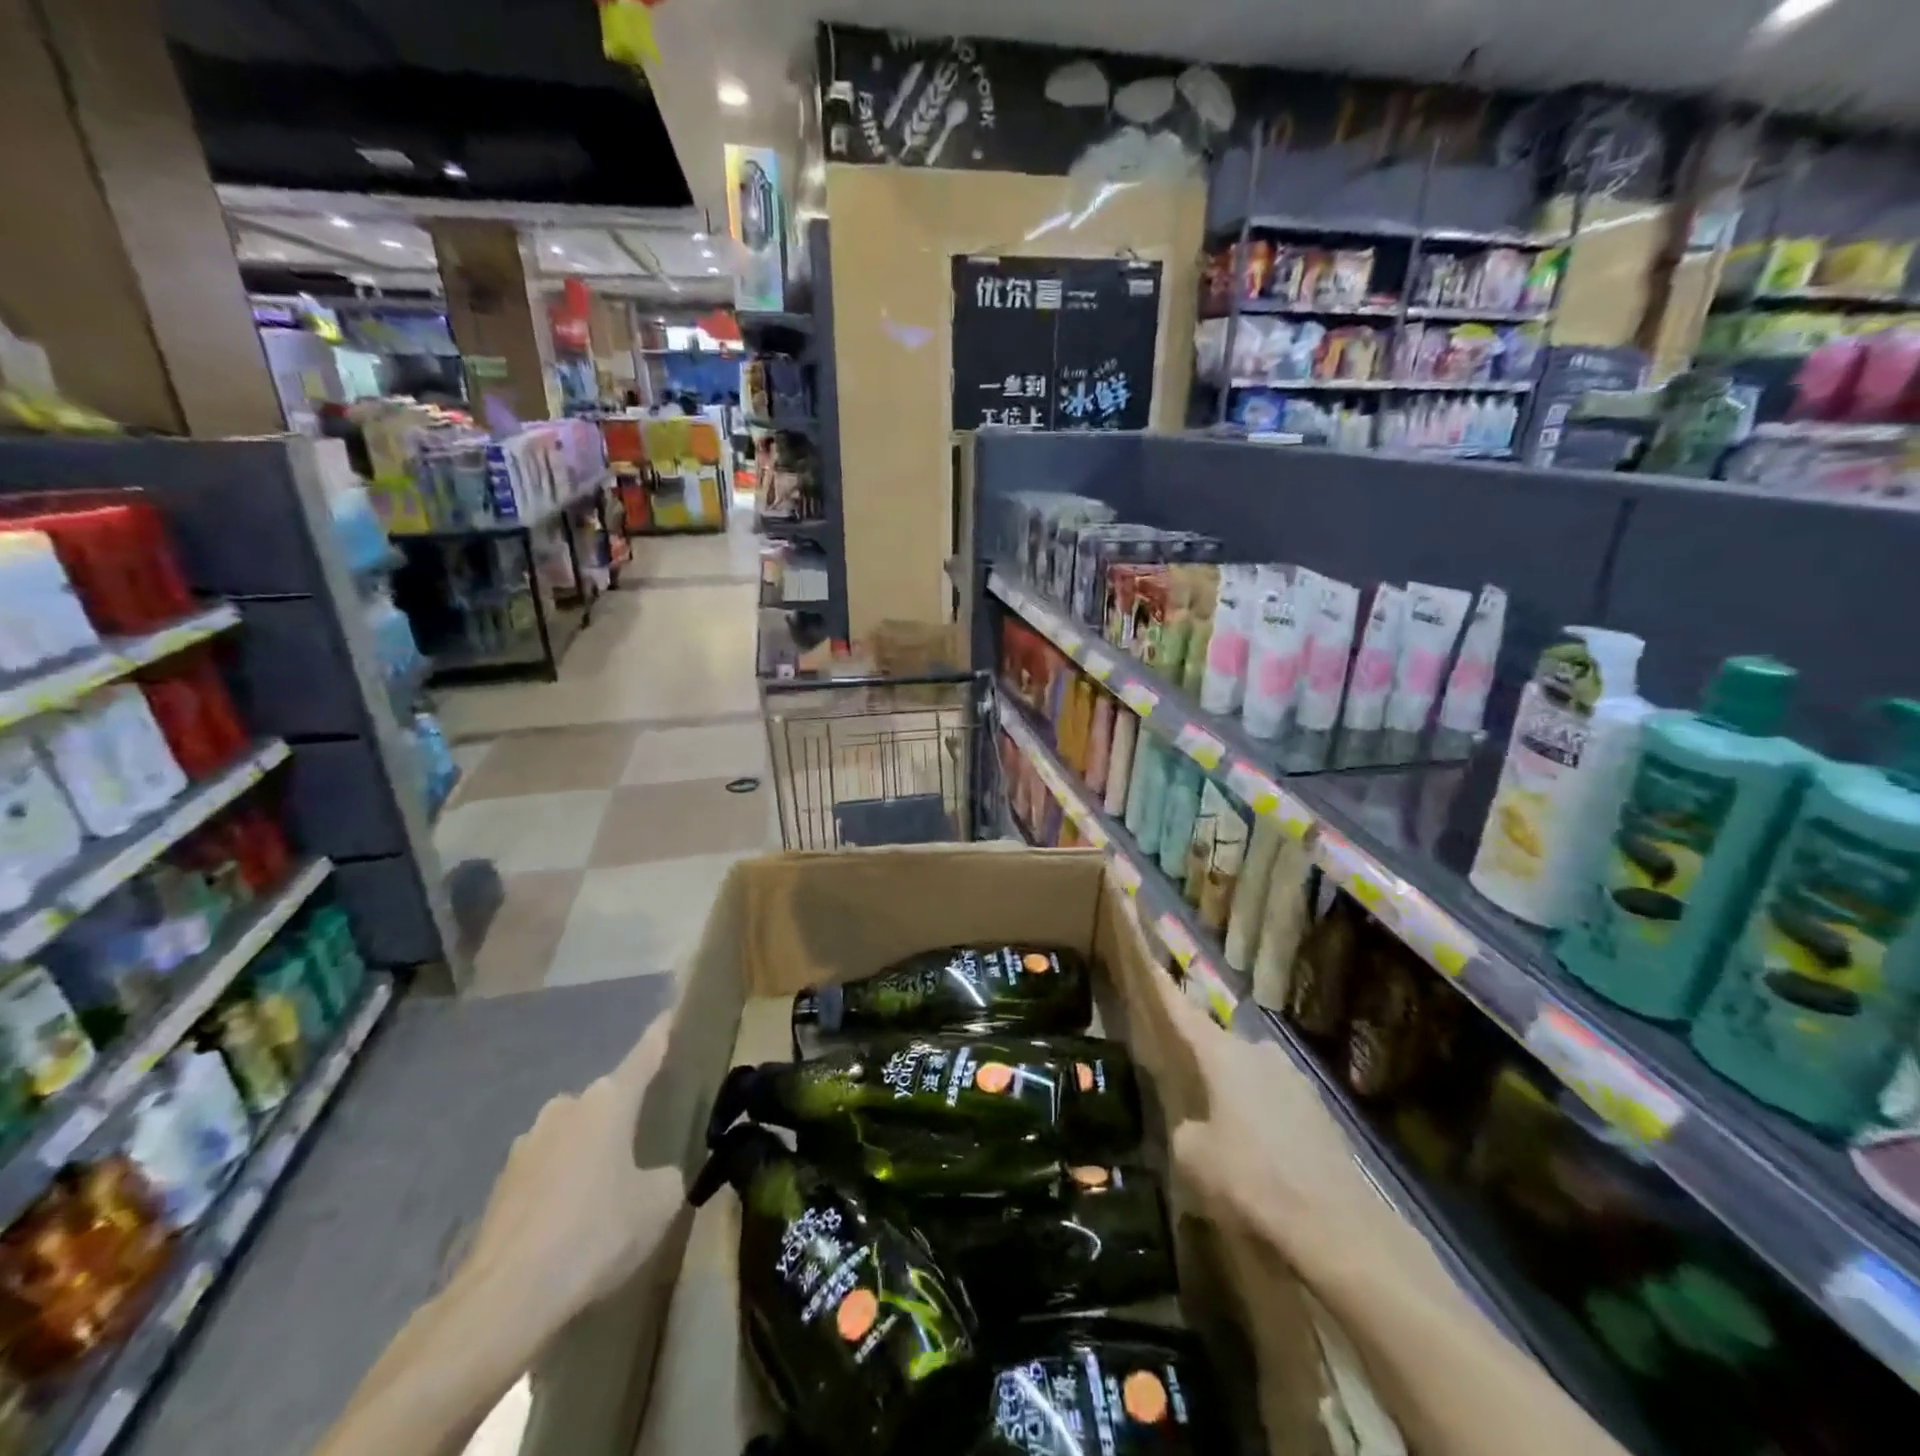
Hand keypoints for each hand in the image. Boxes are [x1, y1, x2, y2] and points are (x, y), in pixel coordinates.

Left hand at [460, 1012, 685, 1334]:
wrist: (504, 1299)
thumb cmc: (595, 1233)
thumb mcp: (658, 1203)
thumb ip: (665, 1176)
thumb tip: (653, 1176)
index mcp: (608, 1101)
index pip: (644, 1055)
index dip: (660, 1034)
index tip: (670, 1013)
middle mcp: (566, 1108)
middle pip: (605, 1101)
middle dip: (622, 1116)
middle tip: (642, 1143)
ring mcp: (526, 1146)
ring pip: (572, 1137)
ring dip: (588, 1154)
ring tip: (604, 1193)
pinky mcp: (501, 1186)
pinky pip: (546, 1172)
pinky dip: (561, 1187)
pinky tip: (569, 1225)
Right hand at [1138, 948, 1380, 1262]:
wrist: (1337, 1226)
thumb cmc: (1252, 1178)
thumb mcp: (1193, 1157)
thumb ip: (1185, 1130)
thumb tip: (1195, 1127)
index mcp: (1224, 1055)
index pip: (1184, 1013)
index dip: (1163, 988)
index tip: (1150, 959)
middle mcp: (1260, 1054)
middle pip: (1221, 1046)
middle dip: (1203, 1059)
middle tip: (1183, 1077)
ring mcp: (1296, 1081)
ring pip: (1251, 1076)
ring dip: (1235, 1092)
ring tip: (1221, 1127)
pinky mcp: (1320, 1114)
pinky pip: (1277, 1104)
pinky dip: (1262, 1119)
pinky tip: (1258, 1155)